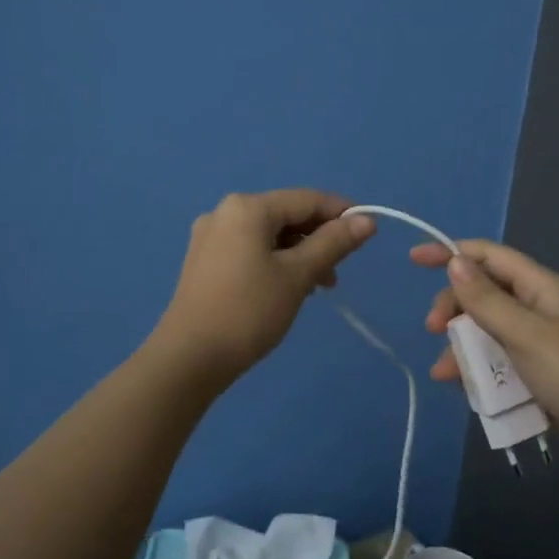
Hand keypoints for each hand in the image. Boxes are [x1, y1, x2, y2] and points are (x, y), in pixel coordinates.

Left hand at [152, 190, 375, 384]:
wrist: (190, 358)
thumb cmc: (249, 311)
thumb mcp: (298, 275)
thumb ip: (333, 243)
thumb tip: (367, 221)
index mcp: (247, 208)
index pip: (306, 199)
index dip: (341, 213)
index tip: (369, 233)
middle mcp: (225, 212)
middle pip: (286, 215)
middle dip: (318, 238)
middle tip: (340, 270)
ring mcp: (211, 237)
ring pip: (269, 235)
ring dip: (299, 254)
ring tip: (318, 287)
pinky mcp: (205, 261)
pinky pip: (250, 250)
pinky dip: (276, 262)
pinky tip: (288, 289)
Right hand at [410, 239, 558, 472]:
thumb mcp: (525, 334)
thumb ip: (487, 300)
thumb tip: (455, 262)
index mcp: (540, 287)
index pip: (488, 256)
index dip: (451, 253)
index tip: (414, 260)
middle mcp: (538, 308)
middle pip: (483, 294)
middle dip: (454, 308)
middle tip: (433, 330)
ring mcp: (539, 342)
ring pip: (487, 332)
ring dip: (462, 347)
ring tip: (444, 373)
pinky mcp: (539, 374)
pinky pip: (498, 362)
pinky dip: (479, 371)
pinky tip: (465, 389)